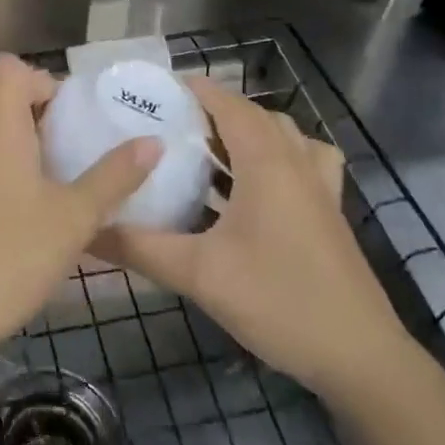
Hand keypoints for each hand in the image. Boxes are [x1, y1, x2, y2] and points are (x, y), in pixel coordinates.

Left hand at [0, 54, 157, 369]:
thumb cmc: (8, 259)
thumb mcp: (73, 220)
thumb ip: (114, 177)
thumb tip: (152, 142)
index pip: (9, 69)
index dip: (42, 81)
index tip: (71, 118)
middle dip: (29, 104)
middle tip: (62, 139)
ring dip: (12, 134)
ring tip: (50, 174)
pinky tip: (21, 209)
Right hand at [92, 76, 414, 407]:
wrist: (359, 355)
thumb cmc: (278, 300)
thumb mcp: (198, 274)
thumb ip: (139, 247)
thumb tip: (85, 231)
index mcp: (266, 161)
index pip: (226, 103)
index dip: (192, 89)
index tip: (152, 92)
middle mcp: (296, 161)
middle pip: (253, 115)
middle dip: (212, 111)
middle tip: (168, 125)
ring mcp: (319, 185)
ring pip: (281, 135)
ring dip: (245, 132)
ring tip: (206, 151)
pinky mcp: (329, 210)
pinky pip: (303, 161)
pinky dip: (276, 156)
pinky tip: (254, 187)